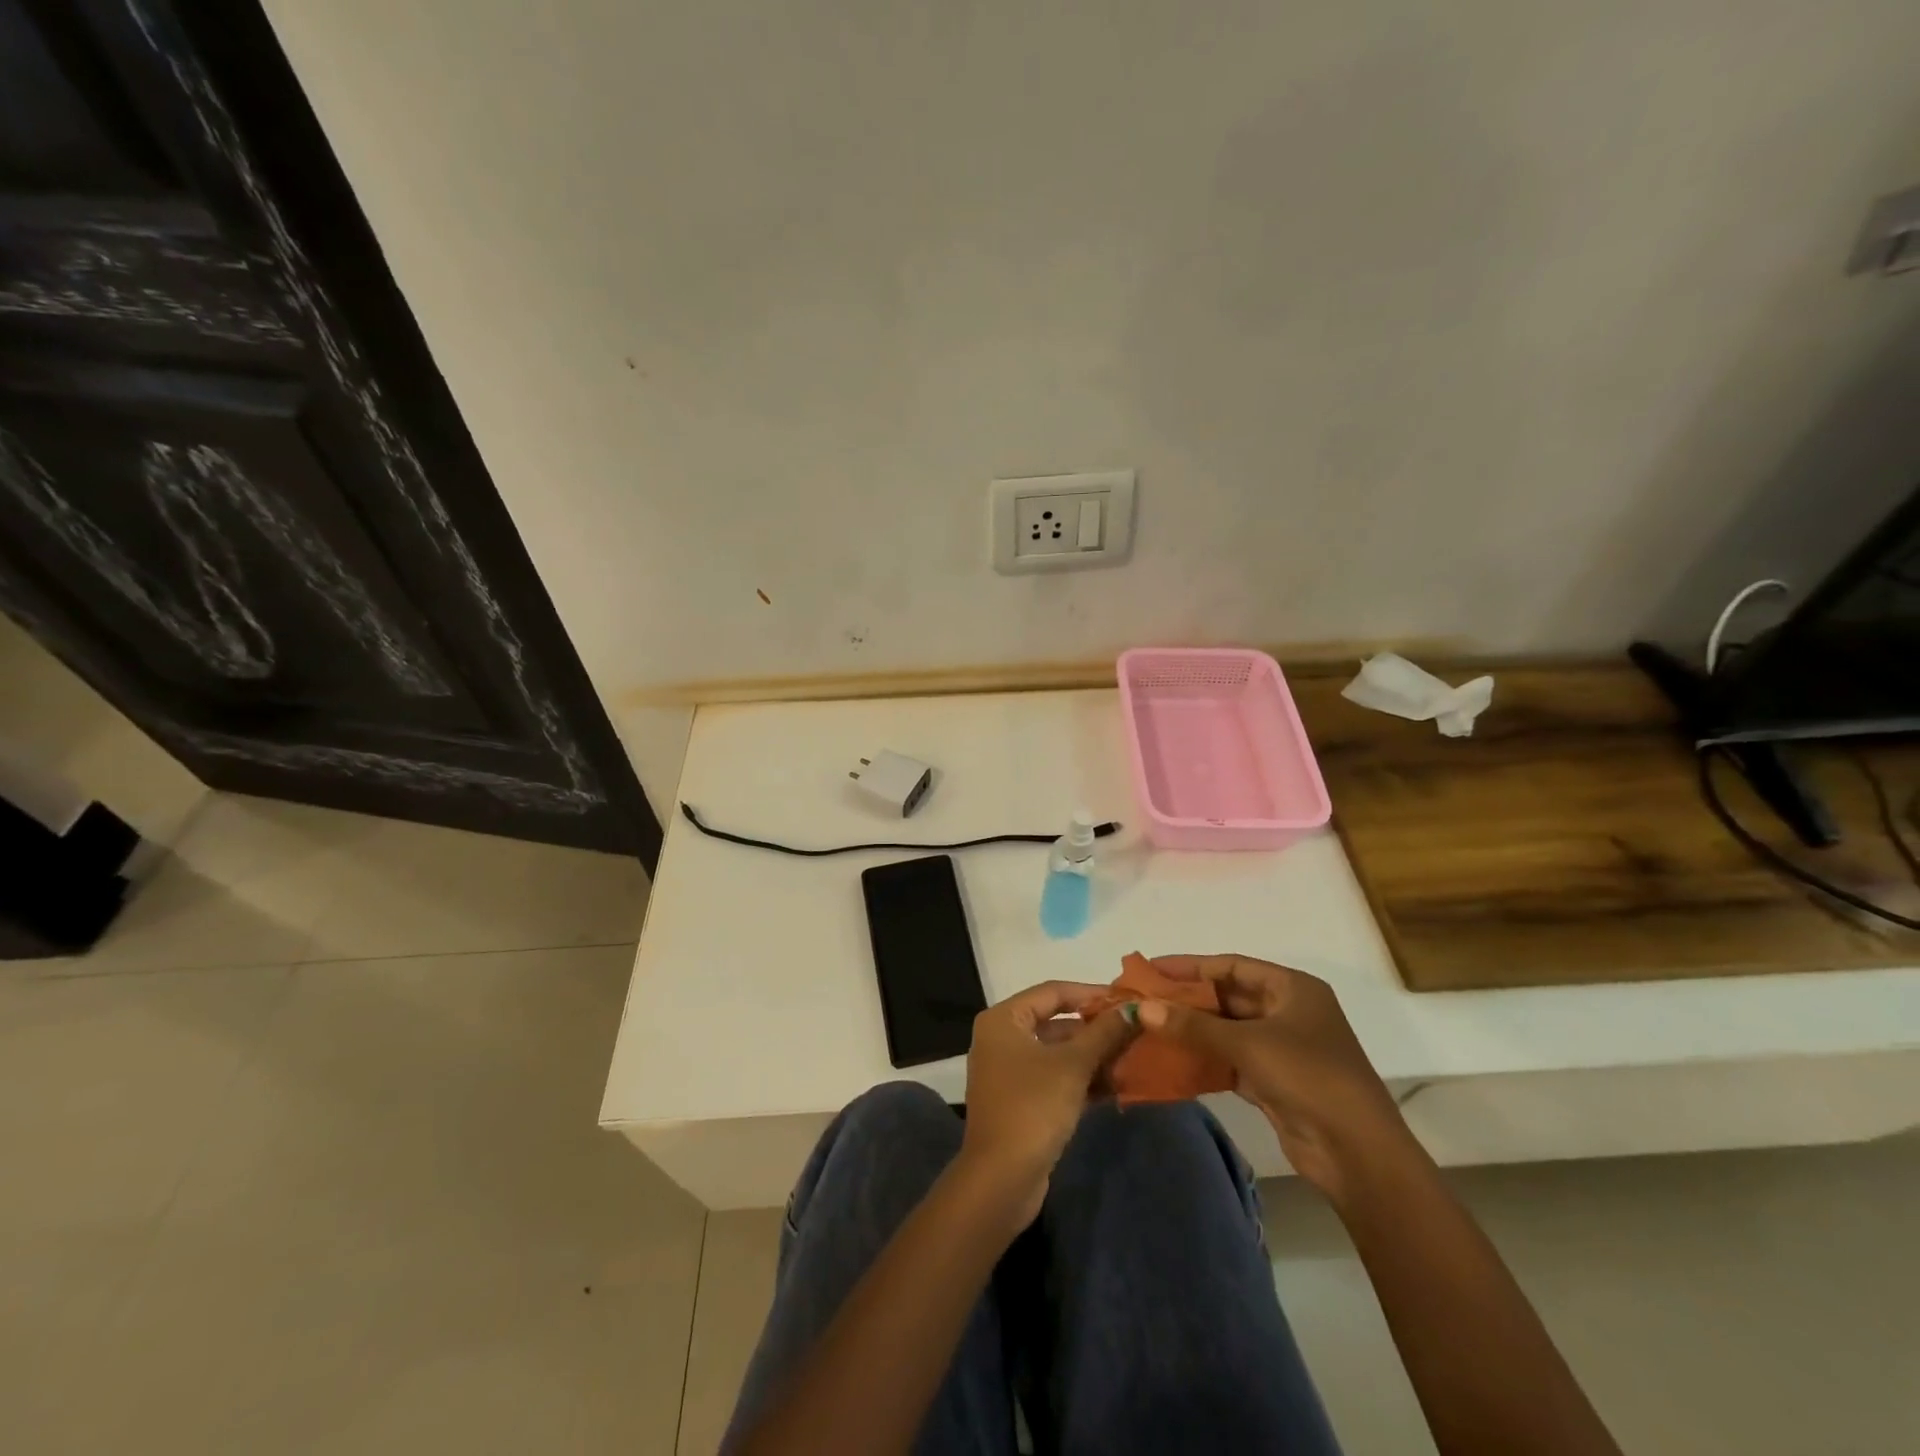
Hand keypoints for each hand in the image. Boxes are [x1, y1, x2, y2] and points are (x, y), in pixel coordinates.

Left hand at [958, 982, 1136, 1223]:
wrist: (1001, 1179)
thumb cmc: (1033, 1107)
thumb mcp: (1074, 1066)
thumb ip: (1104, 1034)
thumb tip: (1135, 1009)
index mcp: (1004, 1019)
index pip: (1053, 992)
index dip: (1091, 993)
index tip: (1127, 999)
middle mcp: (1002, 1038)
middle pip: (1056, 1022)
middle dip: (1096, 1029)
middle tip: (1136, 1030)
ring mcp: (1010, 1071)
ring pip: (1058, 1053)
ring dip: (1093, 1056)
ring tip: (1134, 1057)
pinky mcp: (1021, 1101)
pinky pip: (1055, 1078)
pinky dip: (1082, 1079)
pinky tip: (1117, 1085)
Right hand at [1137, 955, 1410, 1201]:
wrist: (1358, 1153)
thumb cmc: (1309, 1077)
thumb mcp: (1248, 1044)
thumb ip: (1193, 1026)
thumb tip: (1142, 1007)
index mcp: (1292, 988)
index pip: (1231, 966)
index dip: (1190, 966)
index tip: (1151, 969)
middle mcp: (1288, 1012)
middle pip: (1228, 997)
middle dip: (1187, 1000)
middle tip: (1143, 1000)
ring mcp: (1282, 1048)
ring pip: (1227, 1030)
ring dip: (1192, 1030)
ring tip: (1149, 1027)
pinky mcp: (1275, 1081)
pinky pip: (1231, 1060)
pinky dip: (1205, 1059)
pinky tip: (1172, 1059)